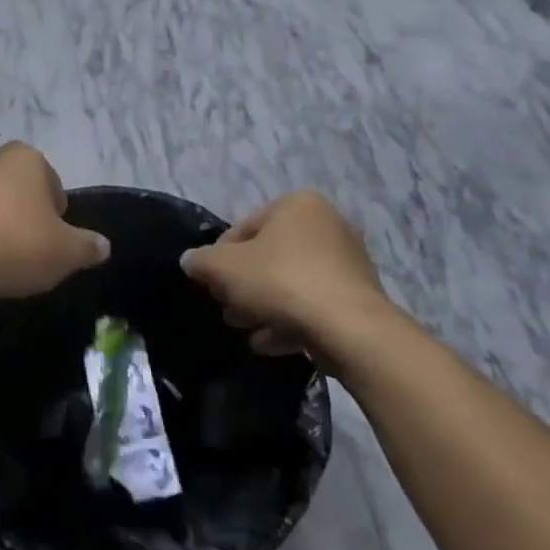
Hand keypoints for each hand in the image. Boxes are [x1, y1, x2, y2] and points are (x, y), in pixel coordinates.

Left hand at [0, 144, 110, 297]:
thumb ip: (88, 246)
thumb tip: (103, 246)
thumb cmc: (15, 245)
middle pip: (19, 191)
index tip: (52, 245)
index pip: (53, 185)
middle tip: (29, 254)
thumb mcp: (66, 252)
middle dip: (25, 218)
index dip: (57, 218)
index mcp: (25, 157)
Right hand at [179, 191, 393, 367]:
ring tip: (246, 331)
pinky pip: (314, 304)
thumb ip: (201, 262)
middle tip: (228, 310)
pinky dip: (291, 321)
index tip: (212, 286)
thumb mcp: (223, 268)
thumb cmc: (280, 281)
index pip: (243, 229)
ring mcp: (348, 262)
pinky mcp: (359, 297)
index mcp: (298, 205)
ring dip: (264, 307)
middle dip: (244, 286)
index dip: (220, 259)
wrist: (348, 328)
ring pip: (291, 284)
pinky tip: (269, 343)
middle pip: (269, 257)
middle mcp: (328, 225)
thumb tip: (191, 261)